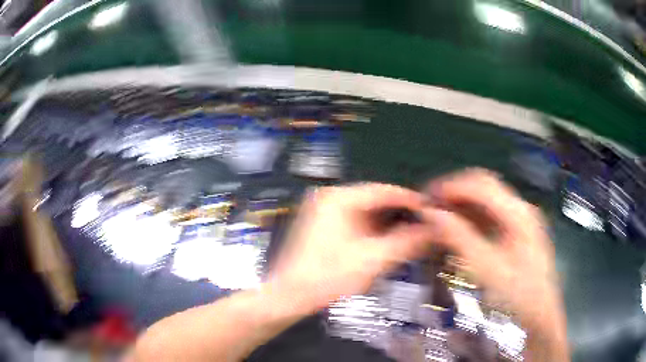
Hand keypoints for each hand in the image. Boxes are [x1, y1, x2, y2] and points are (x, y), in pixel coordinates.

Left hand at [267, 183, 433, 313]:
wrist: (291, 295)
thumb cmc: (327, 277)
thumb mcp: (373, 259)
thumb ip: (407, 242)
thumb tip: (432, 230)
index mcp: (338, 198)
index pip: (384, 191)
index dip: (411, 200)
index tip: (430, 209)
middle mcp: (330, 198)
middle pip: (376, 201)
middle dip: (401, 215)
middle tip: (424, 225)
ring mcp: (325, 211)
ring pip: (367, 212)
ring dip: (389, 224)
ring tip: (412, 235)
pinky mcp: (324, 225)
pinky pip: (357, 222)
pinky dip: (374, 231)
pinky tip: (389, 242)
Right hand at [421, 169, 563, 335]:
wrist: (539, 313)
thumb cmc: (517, 294)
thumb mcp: (486, 268)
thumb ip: (459, 238)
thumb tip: (432, 213)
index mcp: (518, 213)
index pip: (481, 184)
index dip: (451, 187)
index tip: (427, 199)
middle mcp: (521, 208)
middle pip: (484, 186)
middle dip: (456, 192)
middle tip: (431, 206)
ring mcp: (521, 219)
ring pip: (487, 199)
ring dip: (462, 204)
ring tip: (440, 216)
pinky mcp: (518, 230)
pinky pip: (491, 214)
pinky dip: (472, 217)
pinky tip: (459, 228)